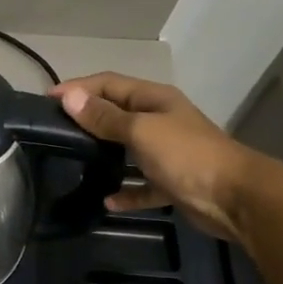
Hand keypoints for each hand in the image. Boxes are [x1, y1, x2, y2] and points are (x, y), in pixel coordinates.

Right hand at [50, 72, 268, 241]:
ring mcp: (166, 152)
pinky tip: (106, 200)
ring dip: (103, 155)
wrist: (236, 198)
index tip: (47, 100)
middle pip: (116, 114)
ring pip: (126, 149)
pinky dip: (125, 190)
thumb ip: (104, 117)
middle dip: (87, 119)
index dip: (77, 88)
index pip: (108, 83)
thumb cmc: (186, 155)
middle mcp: (159, 120)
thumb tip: (68, 97)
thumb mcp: (140, 130)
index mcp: (153, 100)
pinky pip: (141, 185)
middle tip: (54, 130)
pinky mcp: (171, 183)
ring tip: (72, 161)